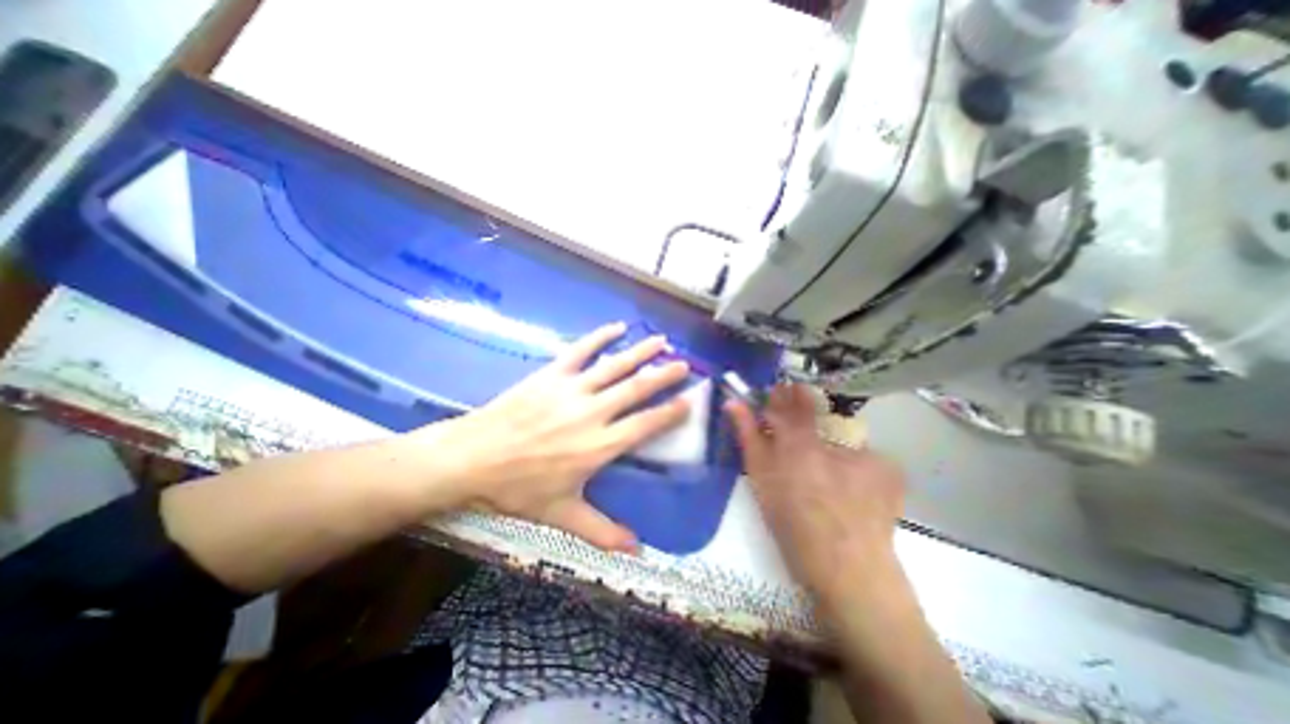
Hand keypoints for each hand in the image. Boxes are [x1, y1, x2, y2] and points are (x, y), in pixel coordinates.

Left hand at [419, 318, 689, 551]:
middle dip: (664, 375)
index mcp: (599, 445)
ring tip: (662, 341)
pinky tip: (615, 327)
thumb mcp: (562, 515)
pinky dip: (599, 337)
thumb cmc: (519, 488)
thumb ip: (602, 531)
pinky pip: (580, 351)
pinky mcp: (552, 375)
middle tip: (685, 364)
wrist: (473, 458)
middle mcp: (593, 413)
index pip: (645, 425)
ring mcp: (572, 389)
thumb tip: (637, 552)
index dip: (670, 413)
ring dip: (640, 352)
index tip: (690, 401)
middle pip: (637, 389)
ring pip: (615, 366)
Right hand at [725, 385, 904, 606]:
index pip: (790, 400)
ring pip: (840, 435)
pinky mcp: (888, 468)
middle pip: (816, 410)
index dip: (782, 394)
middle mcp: (834, 440)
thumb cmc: (793, 525)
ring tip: (827, 477)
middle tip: (799, 437)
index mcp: (800, 443)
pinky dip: (854, 465)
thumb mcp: (761, 479)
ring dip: (829, 445)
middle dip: (803, 413)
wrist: (850, 572)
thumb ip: (748, 437)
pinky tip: (851, 490)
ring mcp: (867, 452)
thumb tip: (733, 402)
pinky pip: (863, 455)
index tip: (778, 393)